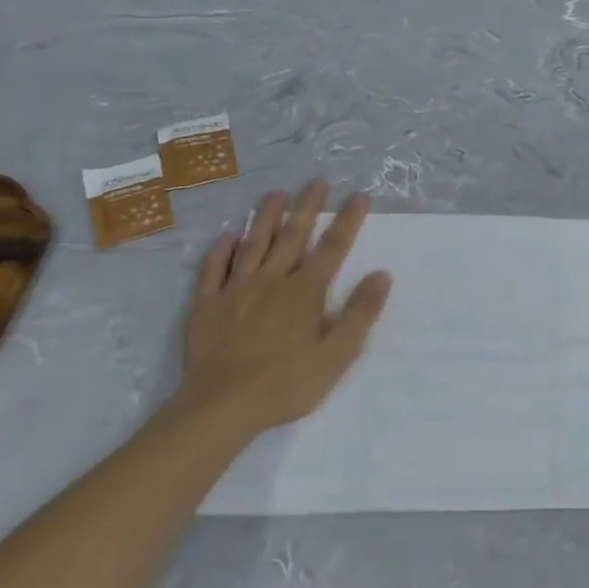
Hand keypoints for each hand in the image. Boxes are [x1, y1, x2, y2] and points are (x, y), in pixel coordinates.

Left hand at [170, 181, 391, 438]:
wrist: (221, 406)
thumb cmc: (287, 383)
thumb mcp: (337, 354)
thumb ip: (360, 313)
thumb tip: (382, 275)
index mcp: (306, 291)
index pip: (333, 247)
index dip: (347, 220)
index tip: (359, 196)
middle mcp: (272, 280)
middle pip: (292, 235)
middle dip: (307, 206)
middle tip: (316, 181)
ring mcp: (236, 290)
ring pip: (253, 243)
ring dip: (265, 216)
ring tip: (275, 193)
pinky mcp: (207, 305)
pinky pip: (214, 269)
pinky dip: (221, 249)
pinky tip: (227, 235)